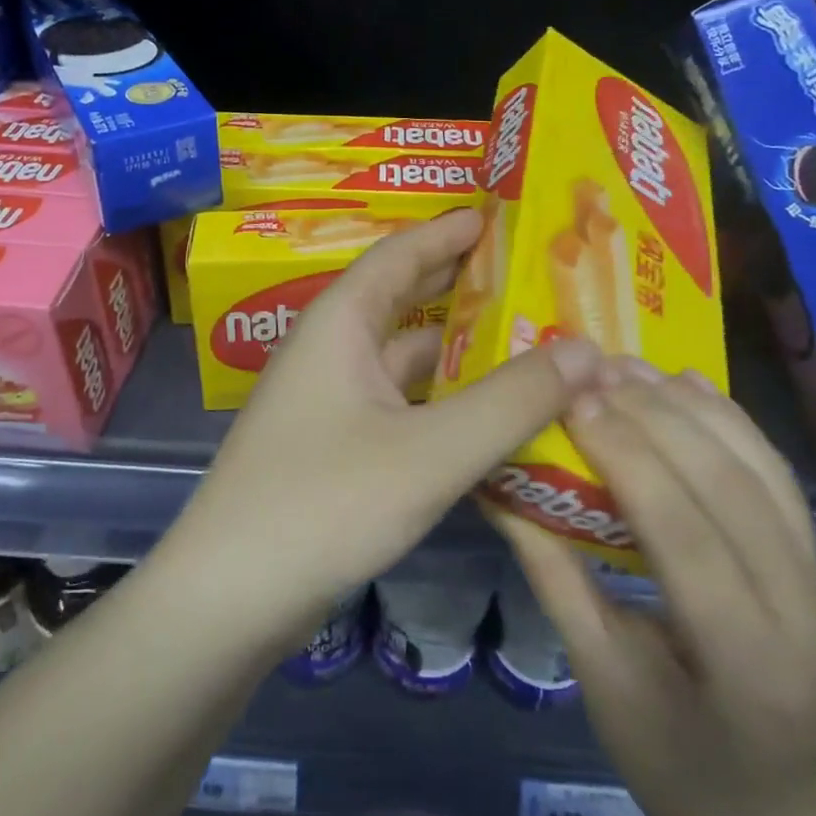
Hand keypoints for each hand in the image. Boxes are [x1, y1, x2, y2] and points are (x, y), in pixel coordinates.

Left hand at [165, 207, 604, 642]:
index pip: (401, 253)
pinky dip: (446, 400)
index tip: (504, 216)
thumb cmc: (324, 503)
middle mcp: (333, 350)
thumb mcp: (431, 451)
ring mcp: (332, 401)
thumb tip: (588, 349)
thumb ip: (511, 401)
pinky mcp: (338, 448)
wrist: (228, 600)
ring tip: (531, 342)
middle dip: (464, 285)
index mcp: (341, 322)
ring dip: (460, 350)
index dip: (450, 231)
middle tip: (533, 277)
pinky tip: (492, 415)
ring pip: (407, 359)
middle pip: (405, 300)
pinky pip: (403, 404)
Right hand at [489, 358, 815, 815]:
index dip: (631, 462)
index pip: (689, 540)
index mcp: (747, 669)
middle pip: (734, 492)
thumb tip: (498, 489)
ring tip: (631, 365)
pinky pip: (779, 478)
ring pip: (764, 472)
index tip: (576, 404)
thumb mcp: (598, 676)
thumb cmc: (668, 759)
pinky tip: (689, 382)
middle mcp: (805, 620)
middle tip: (595, 372)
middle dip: (659, 419)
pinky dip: (733, 422)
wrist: (765, 811)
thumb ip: (554, 575)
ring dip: (696, 408)